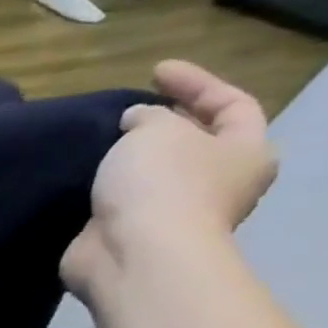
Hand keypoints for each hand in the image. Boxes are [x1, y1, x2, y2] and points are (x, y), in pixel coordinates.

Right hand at [61, 61, 278, 302]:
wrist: (134, 256)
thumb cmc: (162, 184)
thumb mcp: (157, 130)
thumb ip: (149, 117)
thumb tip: (139, 123)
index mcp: (246, 153)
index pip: (234, 105)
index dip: (198, 83)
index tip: (155, 71)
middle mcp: (219, 185)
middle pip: (196, 143)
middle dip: (164, 125)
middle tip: (128, 111)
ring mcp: (175, 215)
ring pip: (154, 176)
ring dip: (129, 160)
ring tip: (98, 143)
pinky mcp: (134, 237)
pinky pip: (121, 203)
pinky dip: (104, 189)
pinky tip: (81, 179)